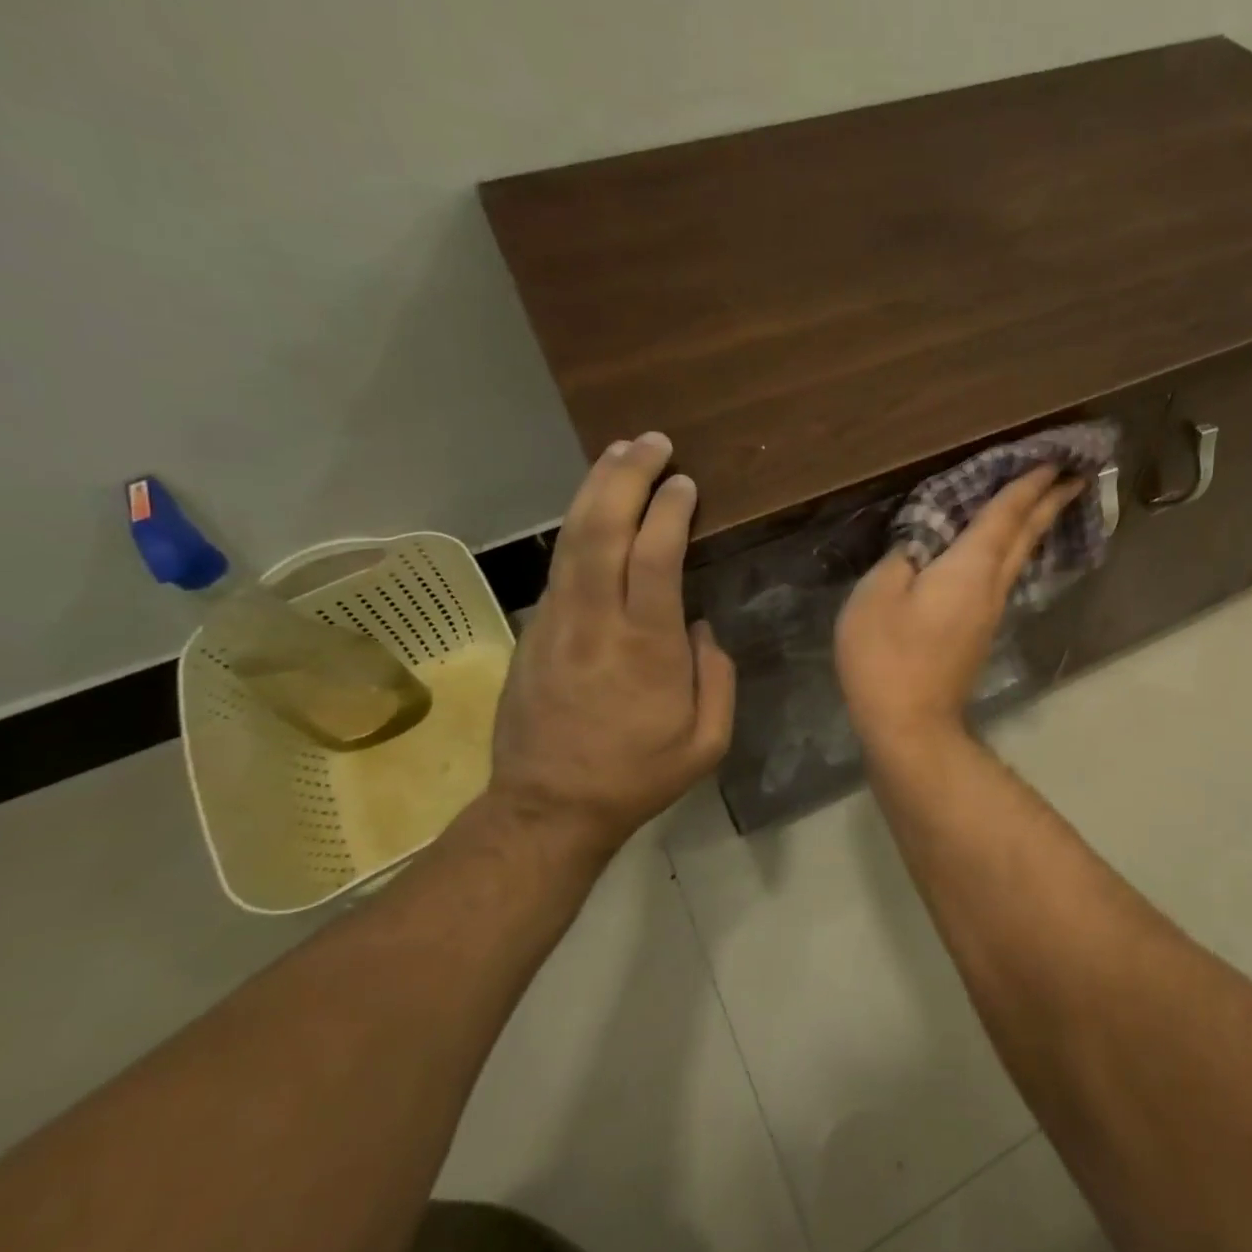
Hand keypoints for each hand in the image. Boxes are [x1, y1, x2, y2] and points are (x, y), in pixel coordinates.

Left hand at [488, 432, 734, 859]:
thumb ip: (716, 676)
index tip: (685, 482)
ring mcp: (556, 622)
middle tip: (651, 442)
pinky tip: (594, 507)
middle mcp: (596, 622)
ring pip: (572, 539)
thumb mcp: (707, 741)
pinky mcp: (534, 629)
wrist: (547, 808)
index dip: (669, 511)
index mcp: (646, 648)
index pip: (655, 557)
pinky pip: (560, 564)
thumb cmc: (637, 776)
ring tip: (619, 453)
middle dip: (626, 477)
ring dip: (596, 489)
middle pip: (603, 530)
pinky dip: (579, 524)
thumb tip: (699, 627)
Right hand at [835, 466, 1082, 749]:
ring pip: (1019, 556)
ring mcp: (988, 612)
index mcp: (970, 567)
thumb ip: (900, 558)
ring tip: (1048, 502)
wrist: (910, 725)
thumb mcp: (877, 596)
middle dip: (1050, 502)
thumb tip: (920, 544)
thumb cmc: (888, 656)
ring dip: (1035, 525)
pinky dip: (1013, 550)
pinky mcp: (979, 632)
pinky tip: (1006, 550)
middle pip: (1026, 534)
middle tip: (1076, 475)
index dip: (1028, 483)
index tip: (1054, 458)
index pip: (1005, 514)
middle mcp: (991, 585)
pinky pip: (1003, 576)